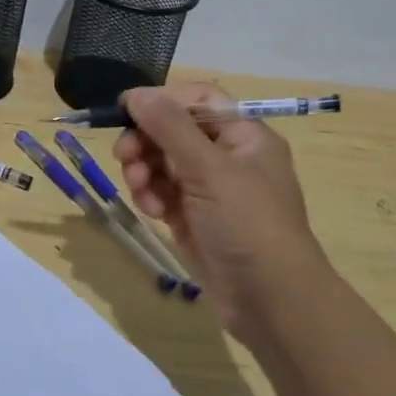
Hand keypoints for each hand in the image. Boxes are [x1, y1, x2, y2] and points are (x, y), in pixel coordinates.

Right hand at [114, 84, 333, 346]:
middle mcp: (227, 157)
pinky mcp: (193, 217)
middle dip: (146, 141)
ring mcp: (209, 189)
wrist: (271, 301)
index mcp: (244, 135)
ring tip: (140, 190)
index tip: (125, 110)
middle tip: (124, 156)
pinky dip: (151, 197)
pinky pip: (162, 192)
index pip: (198, 100)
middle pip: (173, 130)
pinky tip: (152, 212)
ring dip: (144, 171)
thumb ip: (169, 127)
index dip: (162, 101)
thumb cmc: (248, 224)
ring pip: (162, 162)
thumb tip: (136, 94)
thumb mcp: (209, 169)